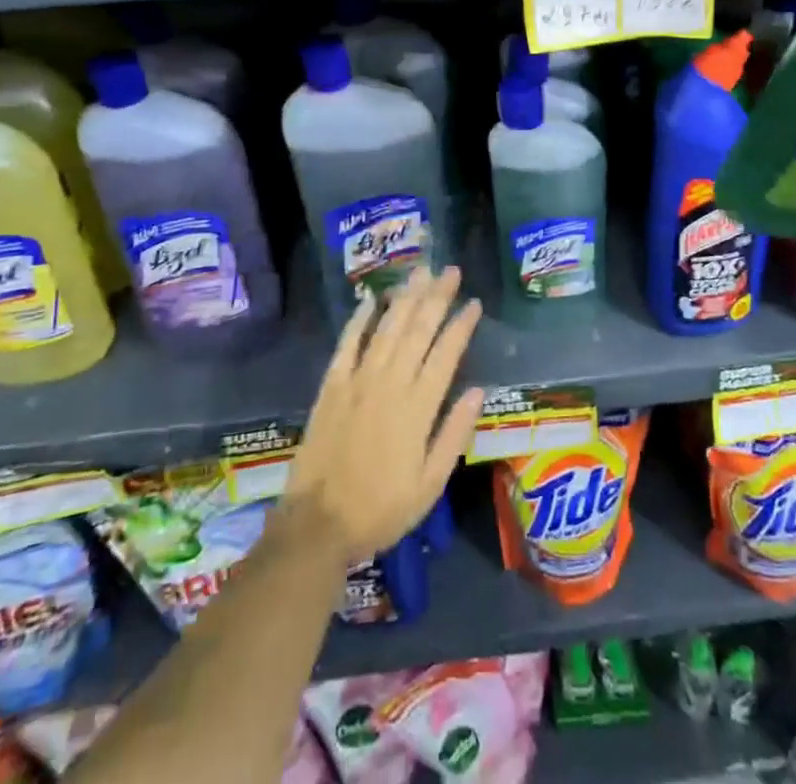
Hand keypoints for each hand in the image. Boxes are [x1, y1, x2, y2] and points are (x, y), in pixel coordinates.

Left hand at [284, 267, 483, 563]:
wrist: (317, 525)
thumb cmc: (381, 509)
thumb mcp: (430, 484)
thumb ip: (454, 435)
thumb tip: (478, 391)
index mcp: (417, 409)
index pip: (445, 355)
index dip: (461, 325)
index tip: (474, 302)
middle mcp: (389, 384)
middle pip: (417, 331)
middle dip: (436, 297)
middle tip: (450, 270)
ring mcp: (357, 381)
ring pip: (387, 329)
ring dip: (405, 298)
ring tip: (420, 272)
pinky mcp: (332, 386)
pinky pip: (348, 343)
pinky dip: (360, 319)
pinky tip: (372, 299)